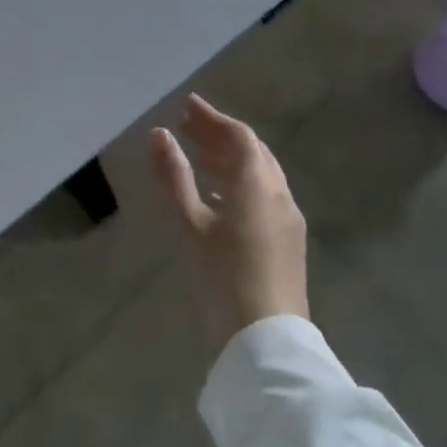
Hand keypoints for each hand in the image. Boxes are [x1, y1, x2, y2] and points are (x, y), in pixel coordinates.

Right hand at [149, 94, 307, 347]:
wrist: (266, 341)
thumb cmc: (223, 277)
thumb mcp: (190, 224)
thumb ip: (174, 176)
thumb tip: (159, 134)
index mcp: (258, 185)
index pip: (239, 136)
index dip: (213, 117)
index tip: (187, 105)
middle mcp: (279, 194)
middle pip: (252, 152)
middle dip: (220, 135)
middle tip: (188, 125)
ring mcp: (287, 219)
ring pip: (260, 174)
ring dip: (230, 158)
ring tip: (197, 153)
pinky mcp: (287, 241)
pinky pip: (264, 195)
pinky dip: (239, 182)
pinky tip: (218, 194)